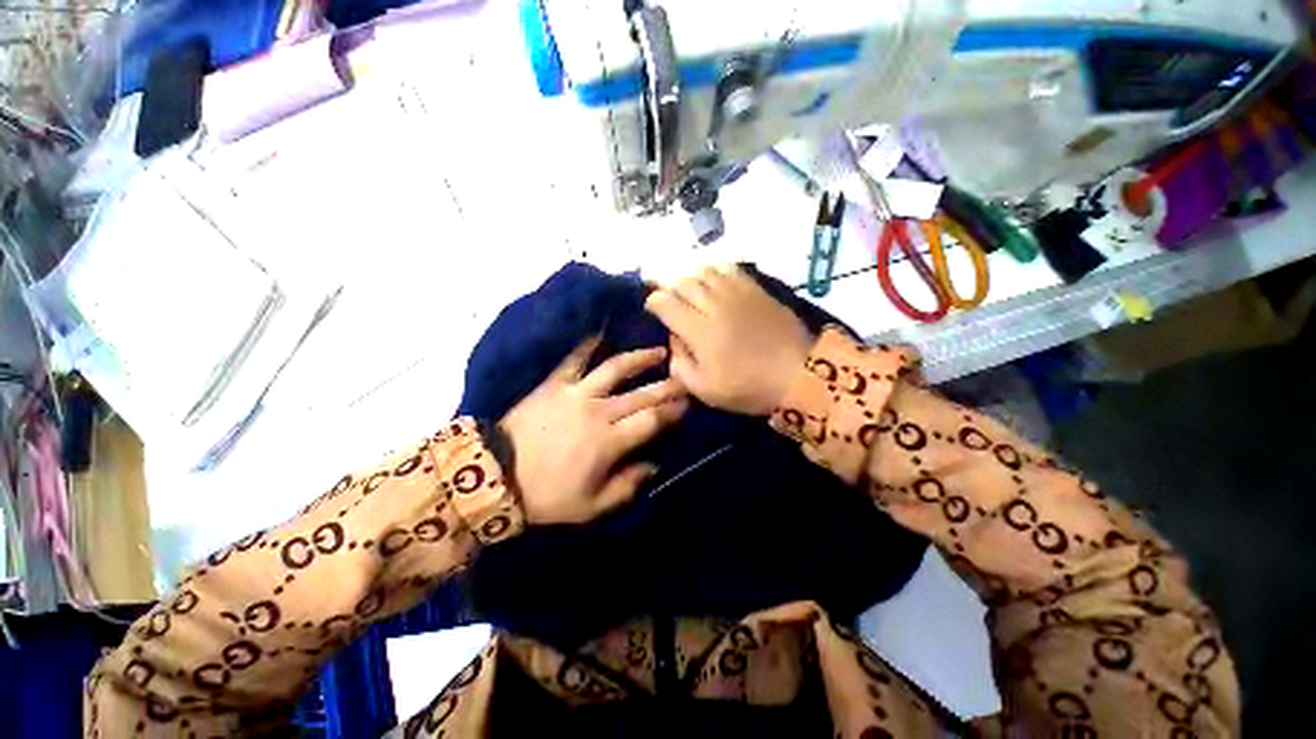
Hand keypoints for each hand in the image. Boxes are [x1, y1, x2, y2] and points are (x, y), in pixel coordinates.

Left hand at [498, 338, 687, 524]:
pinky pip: (575, 358)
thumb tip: (654, 466)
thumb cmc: (547, 496)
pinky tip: (602, 329)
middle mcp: (599, 411)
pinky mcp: (555, 383)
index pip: (652, 420)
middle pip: (642, 393)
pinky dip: (588, 343)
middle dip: (668, 385)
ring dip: (640, 358)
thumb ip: (627, 486)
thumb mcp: (591, 506)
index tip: (689, 403)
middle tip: (685, 376)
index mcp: (610, 442)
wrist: (496, 477)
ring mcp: (576, 392)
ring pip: (616, 368)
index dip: (674, 411)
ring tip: (658, 351)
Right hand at [645, 265, 813, 415]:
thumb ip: (680, 365)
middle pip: (682, 282)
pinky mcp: (755, 289)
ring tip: (688, 289)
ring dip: (689, 277)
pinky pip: (728, 268)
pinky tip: (713, 281)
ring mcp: (736, 293)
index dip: (653, 302)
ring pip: (703, 271)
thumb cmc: (748, 387)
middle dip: (668, 287)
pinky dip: (714, 270)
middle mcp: (714, 304)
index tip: (653, 309)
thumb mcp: (705, 390)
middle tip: (667, 297)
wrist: (798, 375)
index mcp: (699, 331)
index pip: (665, 302)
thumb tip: (673, 339)